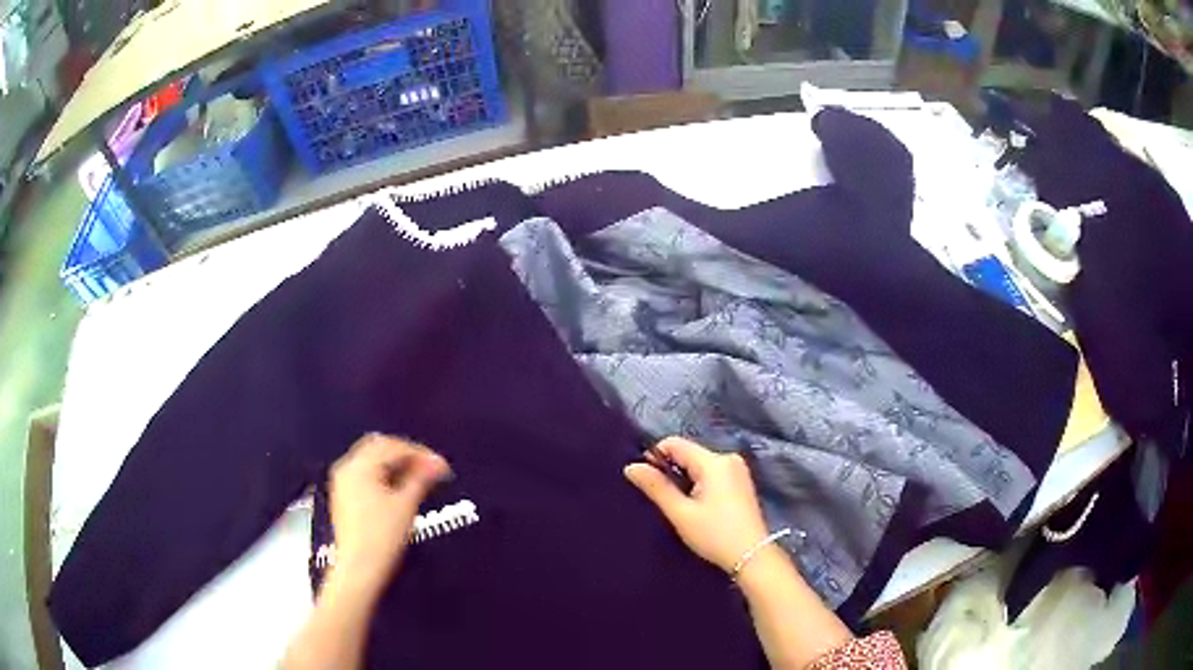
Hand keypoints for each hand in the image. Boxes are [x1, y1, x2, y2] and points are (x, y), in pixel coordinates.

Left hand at [329, 434, 450, 590]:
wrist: (360, 568)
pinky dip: (383, 476)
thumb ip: (421, 479)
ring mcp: (343, 483)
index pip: (394, 447)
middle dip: (406, 455)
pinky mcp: (344, 497)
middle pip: (380, 448)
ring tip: (418, 479)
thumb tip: (436, 464)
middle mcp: (347, 469)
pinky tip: (399, 489)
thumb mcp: (406, 505)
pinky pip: (366, 475)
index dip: (421, 453)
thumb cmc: (382, 538)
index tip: (441, 466)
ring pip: (372, 461)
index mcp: (359, 466)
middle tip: (430, 469)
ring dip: (395, 465)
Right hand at [624, 436, 769, 573]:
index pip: (675, 444)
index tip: (647, 481)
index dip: (655, 457)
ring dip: (685, 479)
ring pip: (699, 464)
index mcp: (714, 461)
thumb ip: (656, 487)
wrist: (752, 556)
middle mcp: (728, 458)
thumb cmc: (715, 535)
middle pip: (688, 453)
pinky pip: (712, 474)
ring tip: (680, 506)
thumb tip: (631, 466)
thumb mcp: (681, 513)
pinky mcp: (741, 482)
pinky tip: (698, 507)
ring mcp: (738, 470)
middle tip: (664, 499)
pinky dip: (699, 484)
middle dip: (671, 470)